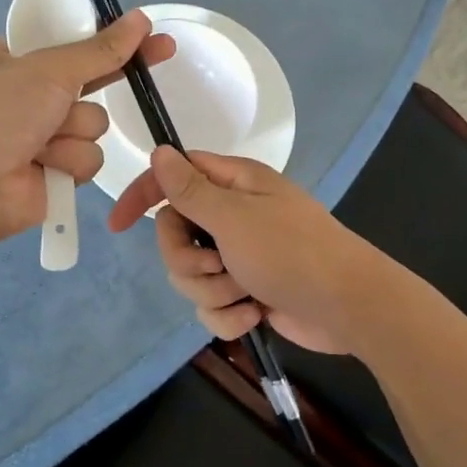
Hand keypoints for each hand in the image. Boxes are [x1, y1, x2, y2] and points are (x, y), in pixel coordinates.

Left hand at [0, 14, 174, 242]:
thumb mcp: (48, 70)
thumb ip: (99, 49)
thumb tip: (140, 18)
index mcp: (6, 61)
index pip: (64, 41)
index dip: (101, 37)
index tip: (141, 31)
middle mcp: (23, 97)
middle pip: (87, 82)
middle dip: (109, 78)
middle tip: (162, 50)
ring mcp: (39, 136)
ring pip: (92, 123)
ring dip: (75, 131)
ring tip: (44, 141)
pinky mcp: (54, 171)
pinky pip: (87, 157)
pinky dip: (69, 161)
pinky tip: (45, 167)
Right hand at [106, 146, 387, 353]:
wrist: (348, 307)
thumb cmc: (292, 251)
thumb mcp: (234, 217)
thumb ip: (190, 190)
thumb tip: (159, 151)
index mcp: (232, 184)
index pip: (174, 176)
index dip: (144, 195)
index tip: (117, 224)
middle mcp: (232, 215)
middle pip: (175, 233)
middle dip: (187, 259)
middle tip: (216, 266)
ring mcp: (240, 255)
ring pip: (190, 274)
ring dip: (212, 290)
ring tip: (245, 293)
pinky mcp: (246, 291)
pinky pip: (211, 304)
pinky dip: (228, 314)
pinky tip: (255, 315)